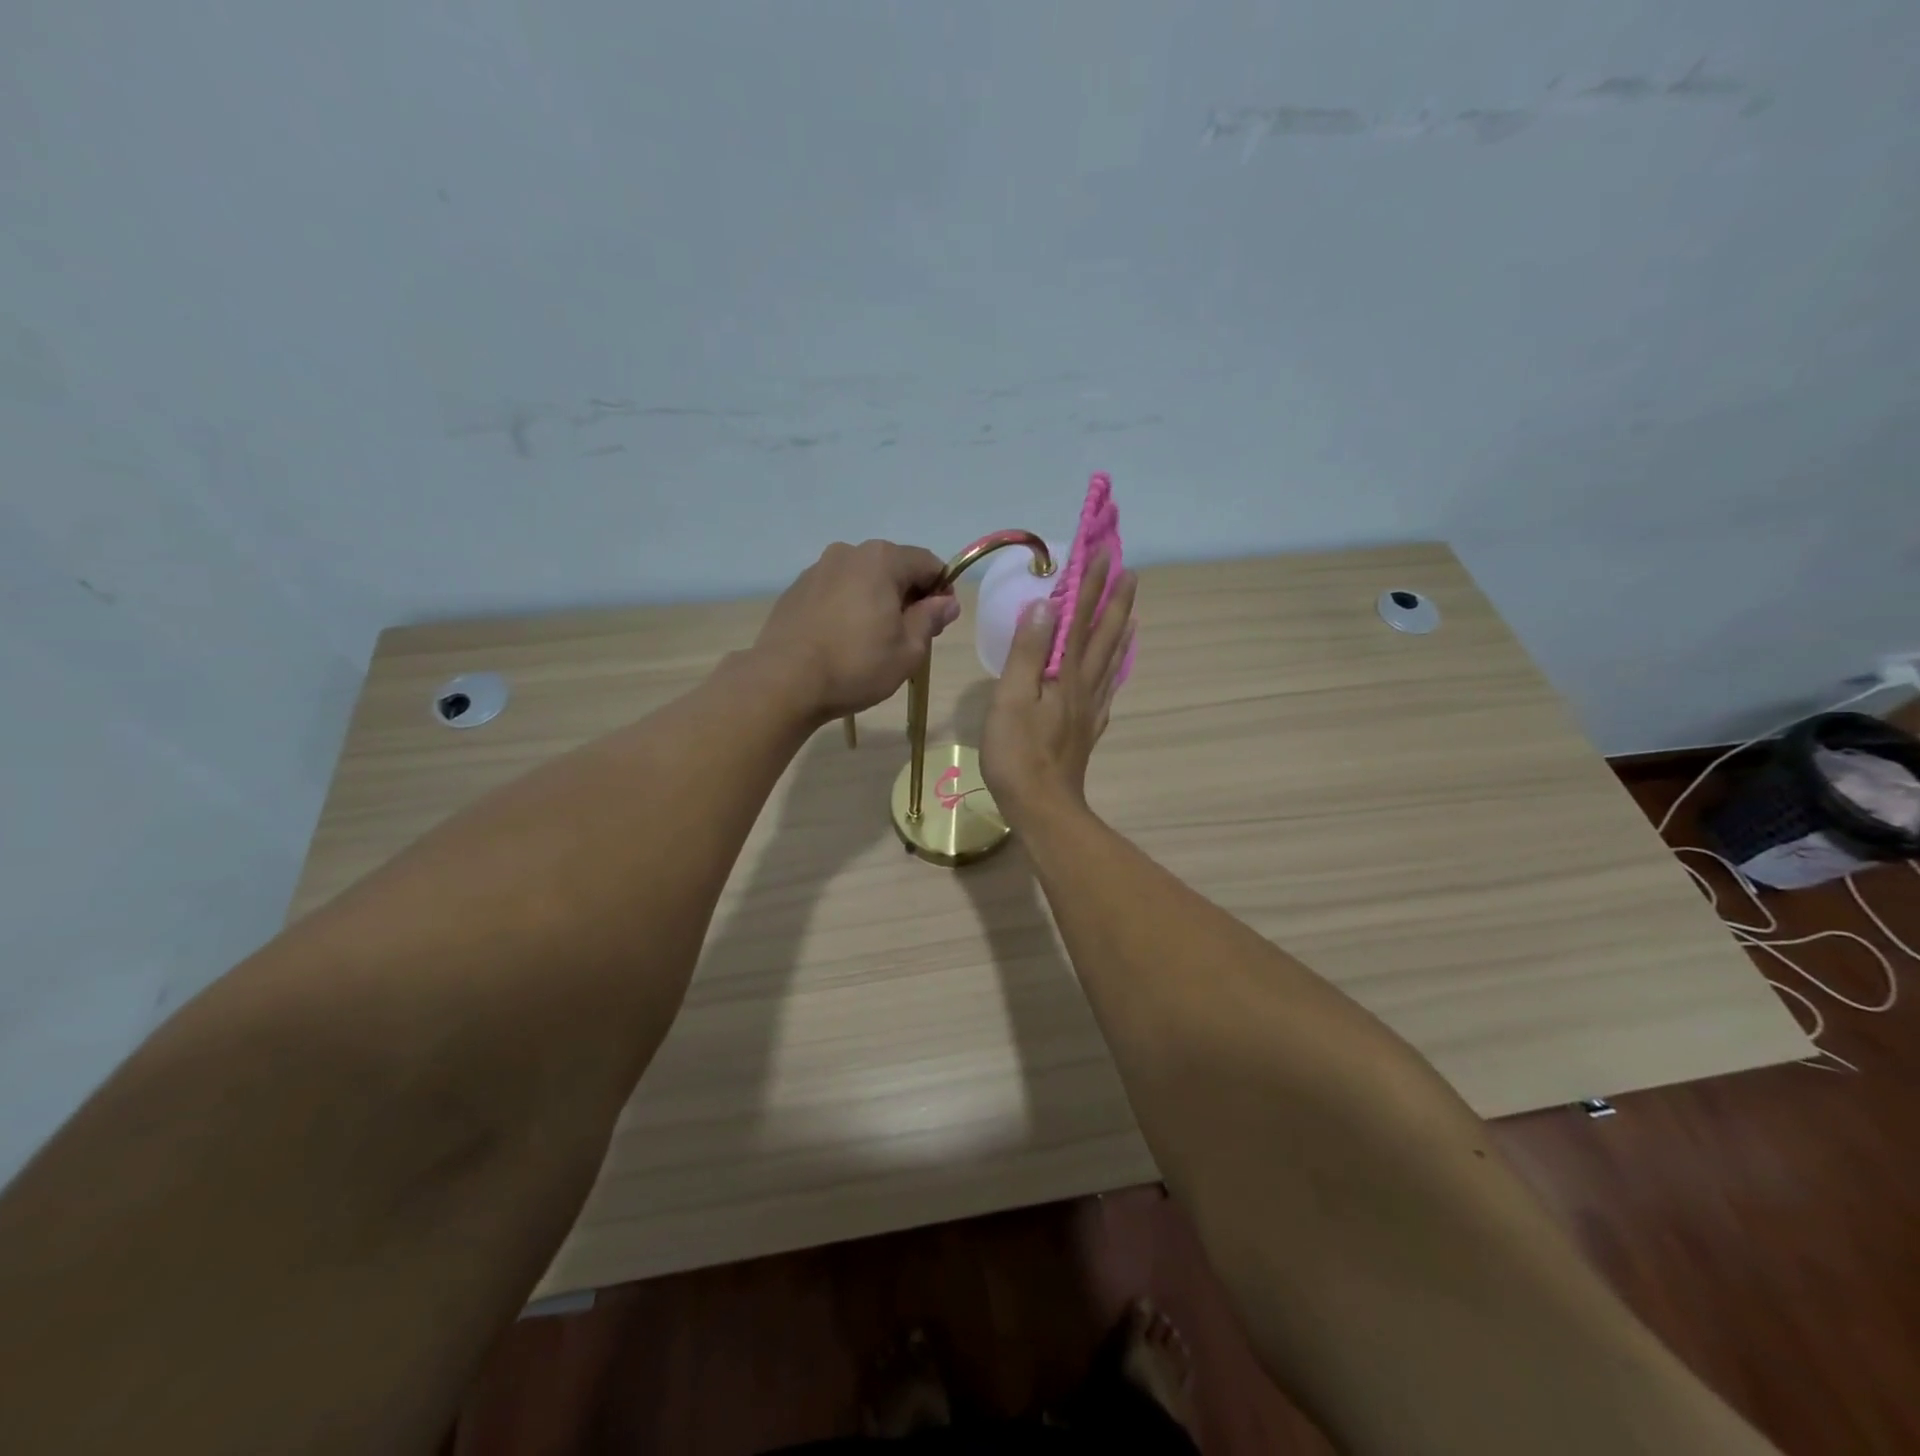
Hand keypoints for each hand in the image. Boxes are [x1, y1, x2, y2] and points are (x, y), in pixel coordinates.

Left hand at [753, 539, 958, 721]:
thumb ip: (930, 619)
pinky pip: (835, 591)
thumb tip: (946, 602)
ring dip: (876, 601)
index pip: (928, 563)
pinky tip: (843, 640)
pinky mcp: (796, 590)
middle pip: (893, 567)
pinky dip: (848, 607)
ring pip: (862, 579)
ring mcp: (818, 569)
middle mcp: (849, 553)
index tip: (939, 622)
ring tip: (873, 640)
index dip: (941, 590)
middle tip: (909, 636)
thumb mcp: (908, 650)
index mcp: (882, 559)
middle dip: (908, 596)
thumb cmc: (856, 665)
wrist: (784, 681)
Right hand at [981, 552, 1136, 821]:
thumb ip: (1028, 652)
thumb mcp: (1012, 698)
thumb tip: (1044, 606)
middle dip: (1115, 602)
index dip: (1089, 586)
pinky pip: (1108, 689)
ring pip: (1111, 660)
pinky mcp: (1087, 729)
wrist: (1043, 807)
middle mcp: (1085, 685)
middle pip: (1105, 636)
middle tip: (1128, 572)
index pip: (1080, 619)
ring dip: (1121, 630)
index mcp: (1066, 674)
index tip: (1102, 553)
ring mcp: (1090, 709)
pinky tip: (1117, 668)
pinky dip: (1116, 669)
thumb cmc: (1018, 753)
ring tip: (1131, 610)